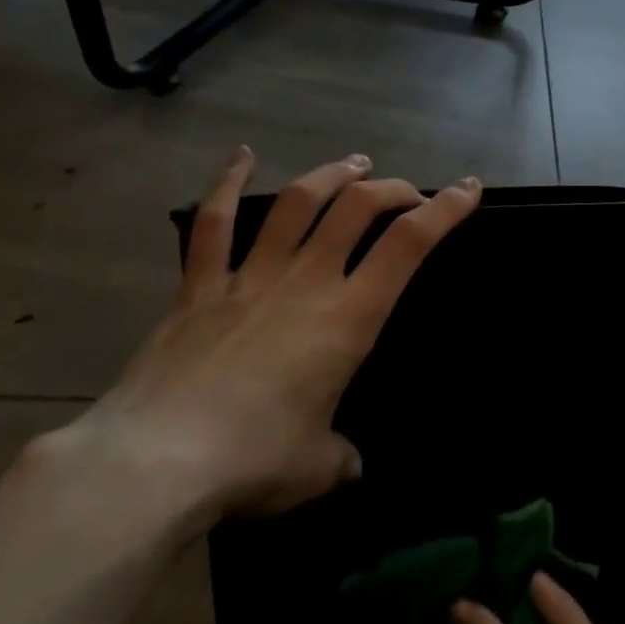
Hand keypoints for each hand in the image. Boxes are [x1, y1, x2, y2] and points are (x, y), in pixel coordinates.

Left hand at [57, 147, 480, 532]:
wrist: (157, 461)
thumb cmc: (254, 460)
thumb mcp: (318, 468)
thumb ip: (340, 457)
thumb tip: (346, 463)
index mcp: (348, 318)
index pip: (408, 246)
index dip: (445, 210)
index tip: (466, 188)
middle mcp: (305, 282)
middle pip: (356, 209)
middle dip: (391, 189)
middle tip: (406, 192)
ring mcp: (249, 277)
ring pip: (297, 203)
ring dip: (331, 176)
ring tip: (353, 165)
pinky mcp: (199, 286)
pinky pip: (214, 223)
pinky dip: (228, 184)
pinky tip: (241, 155)